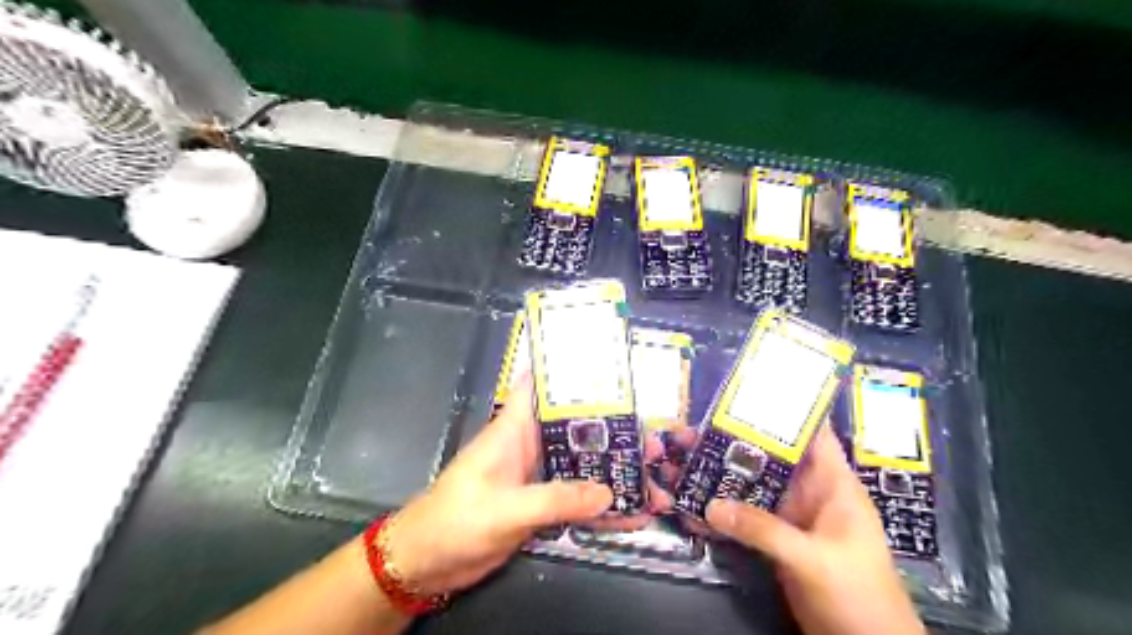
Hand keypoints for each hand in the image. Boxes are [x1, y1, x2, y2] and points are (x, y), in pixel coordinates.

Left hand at [385, 374, 659, 598]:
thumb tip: (608, 492)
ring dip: (613, 471)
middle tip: (654, 438)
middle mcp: (530, 446)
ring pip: (582, 465)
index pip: (541, 386)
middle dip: (613, 431)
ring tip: (654, 478)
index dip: (570, 372)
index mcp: (514, 429)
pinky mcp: (540, 505)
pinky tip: (631, 516)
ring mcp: (537, 477)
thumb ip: (555, 499)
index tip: (612, 369)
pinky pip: (578, 500)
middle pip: (576, 429)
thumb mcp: (506, 508)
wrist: (427, 563)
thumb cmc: (456, 520)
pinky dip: (601, 507)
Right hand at [704, 425, 927, 634]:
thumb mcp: (812, 557)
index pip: (812, 432)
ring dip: (724, 476)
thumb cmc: (858, 592)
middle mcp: (810, 491)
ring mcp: (791, 515)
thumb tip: (711, 504)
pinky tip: (695, 506)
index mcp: (832, 482)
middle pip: (770, 456)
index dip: (785, 409)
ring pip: (754, 485)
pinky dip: (724, 511)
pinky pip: (746, 516)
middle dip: (735, 442)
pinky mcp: (777, 538)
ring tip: (686, 462)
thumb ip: (763, 529)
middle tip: (695, 429)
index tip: (746, 393)